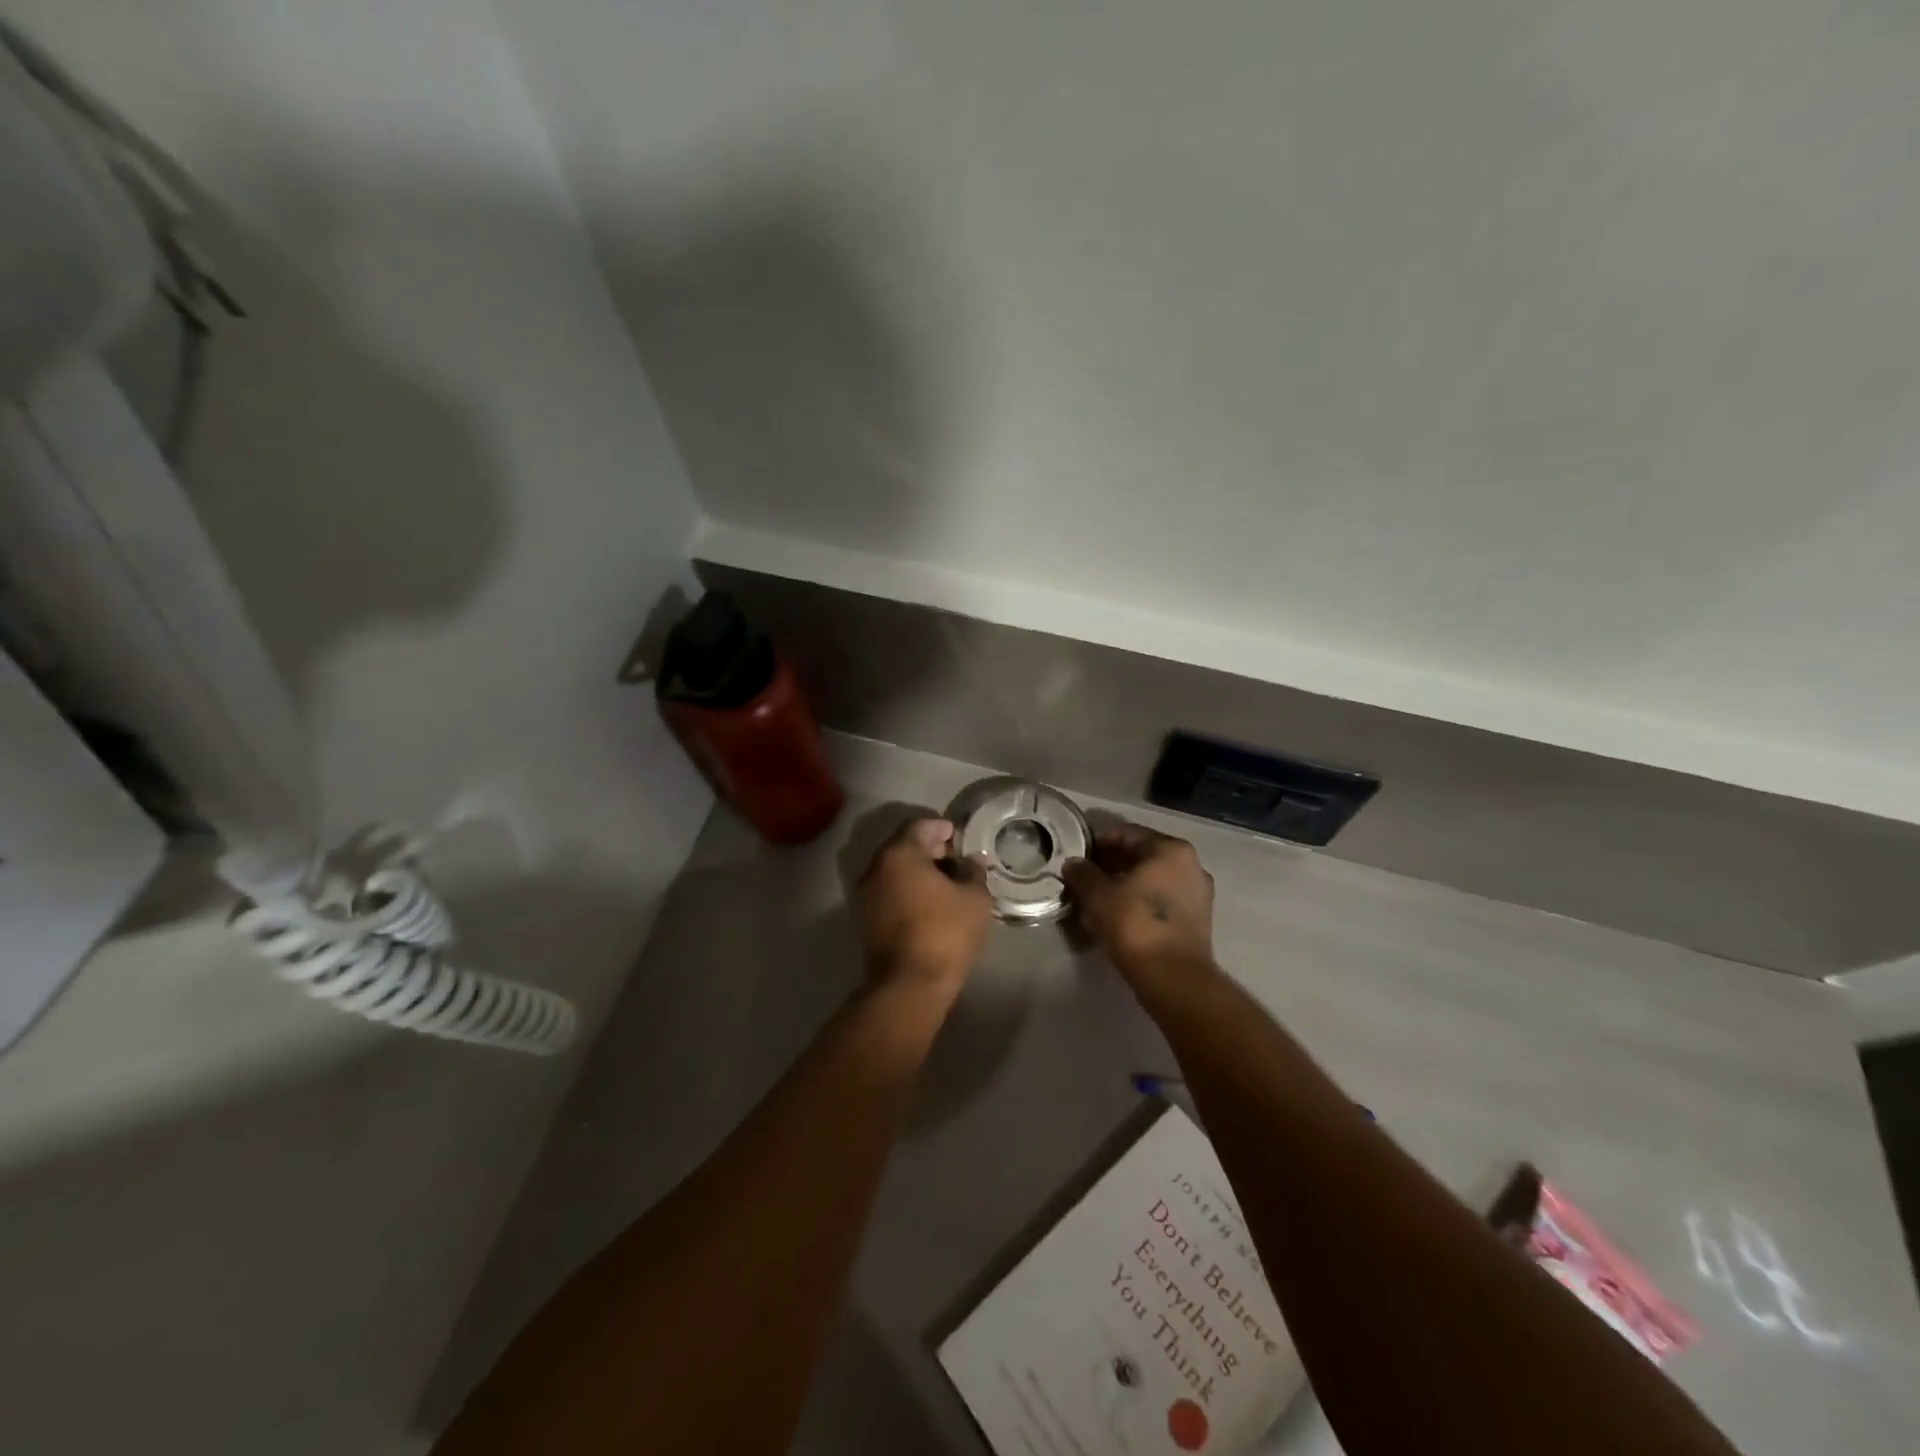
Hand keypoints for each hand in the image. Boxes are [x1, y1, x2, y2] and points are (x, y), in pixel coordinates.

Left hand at [857, 817, 992, 991]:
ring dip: (920, 871)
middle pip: (905, 846)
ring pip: (896, 870)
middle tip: (959, 860)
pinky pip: (891, 891)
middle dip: (932, 849)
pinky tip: (933, 903)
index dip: (943, 827)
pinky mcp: (866, 918)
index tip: (962, 838)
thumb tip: (972, 861)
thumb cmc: (945, 932)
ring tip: (949, 884)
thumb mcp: (974, 898)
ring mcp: (867, 894)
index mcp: (900, 854)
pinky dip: (909, 889)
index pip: (921, 825)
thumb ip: (974, 871)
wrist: (909, 985)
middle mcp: (876, 867)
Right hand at [1064, 823, 1215, 987]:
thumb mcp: (1098, 896)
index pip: (1127, 833)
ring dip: (1126, 883)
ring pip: (1153, 878)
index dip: (1098, 842)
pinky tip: (1119, 915)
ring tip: (1098, 898)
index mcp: (1170, 849)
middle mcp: (1190, 864)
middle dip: (1112, 864)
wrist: (1173, 978)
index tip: (1078, 855)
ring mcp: (1198, 892)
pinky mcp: (1198, 919)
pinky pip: (1163, 899)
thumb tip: (1073, 864)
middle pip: (1142, 855)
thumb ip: (1083, 874)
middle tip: (1085, 877)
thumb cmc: (1135, 925)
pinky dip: (1141, 900)